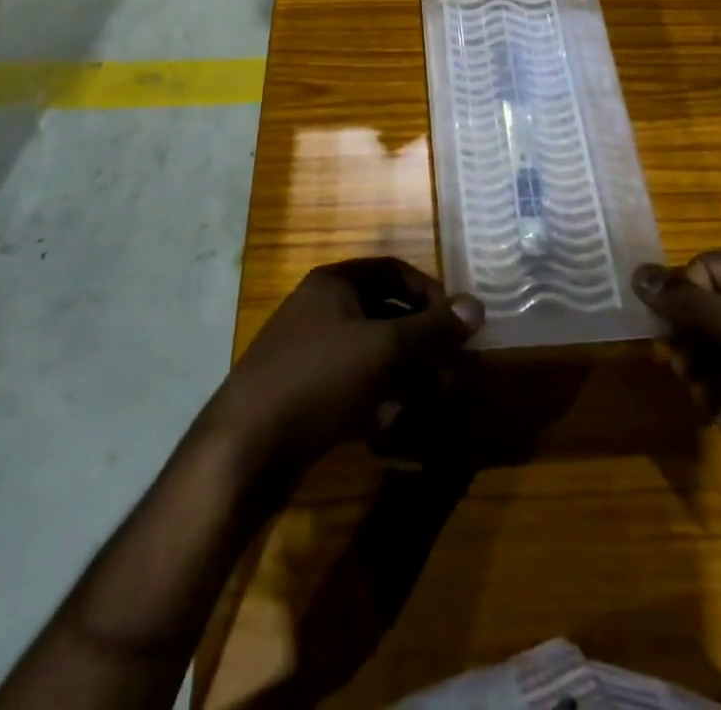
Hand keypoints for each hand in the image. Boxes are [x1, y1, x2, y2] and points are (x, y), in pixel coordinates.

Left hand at [196, 258, 483, 475]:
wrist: (243, 447)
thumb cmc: (318, 380)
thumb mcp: (382, 349)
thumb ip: (432, 328)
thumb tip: (477, 305)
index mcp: (335, 283)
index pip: (394, 272)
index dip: (430, 294)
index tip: (456, 325)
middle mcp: (321, 308)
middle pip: (384, 314)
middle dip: (421, 343)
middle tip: (450, 371)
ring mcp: (309, 351)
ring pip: (371, 354)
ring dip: (404, 376)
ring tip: (429, 406)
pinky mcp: (303, 391)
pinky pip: (352, 385)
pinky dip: (376, 401)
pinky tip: (390, 430)